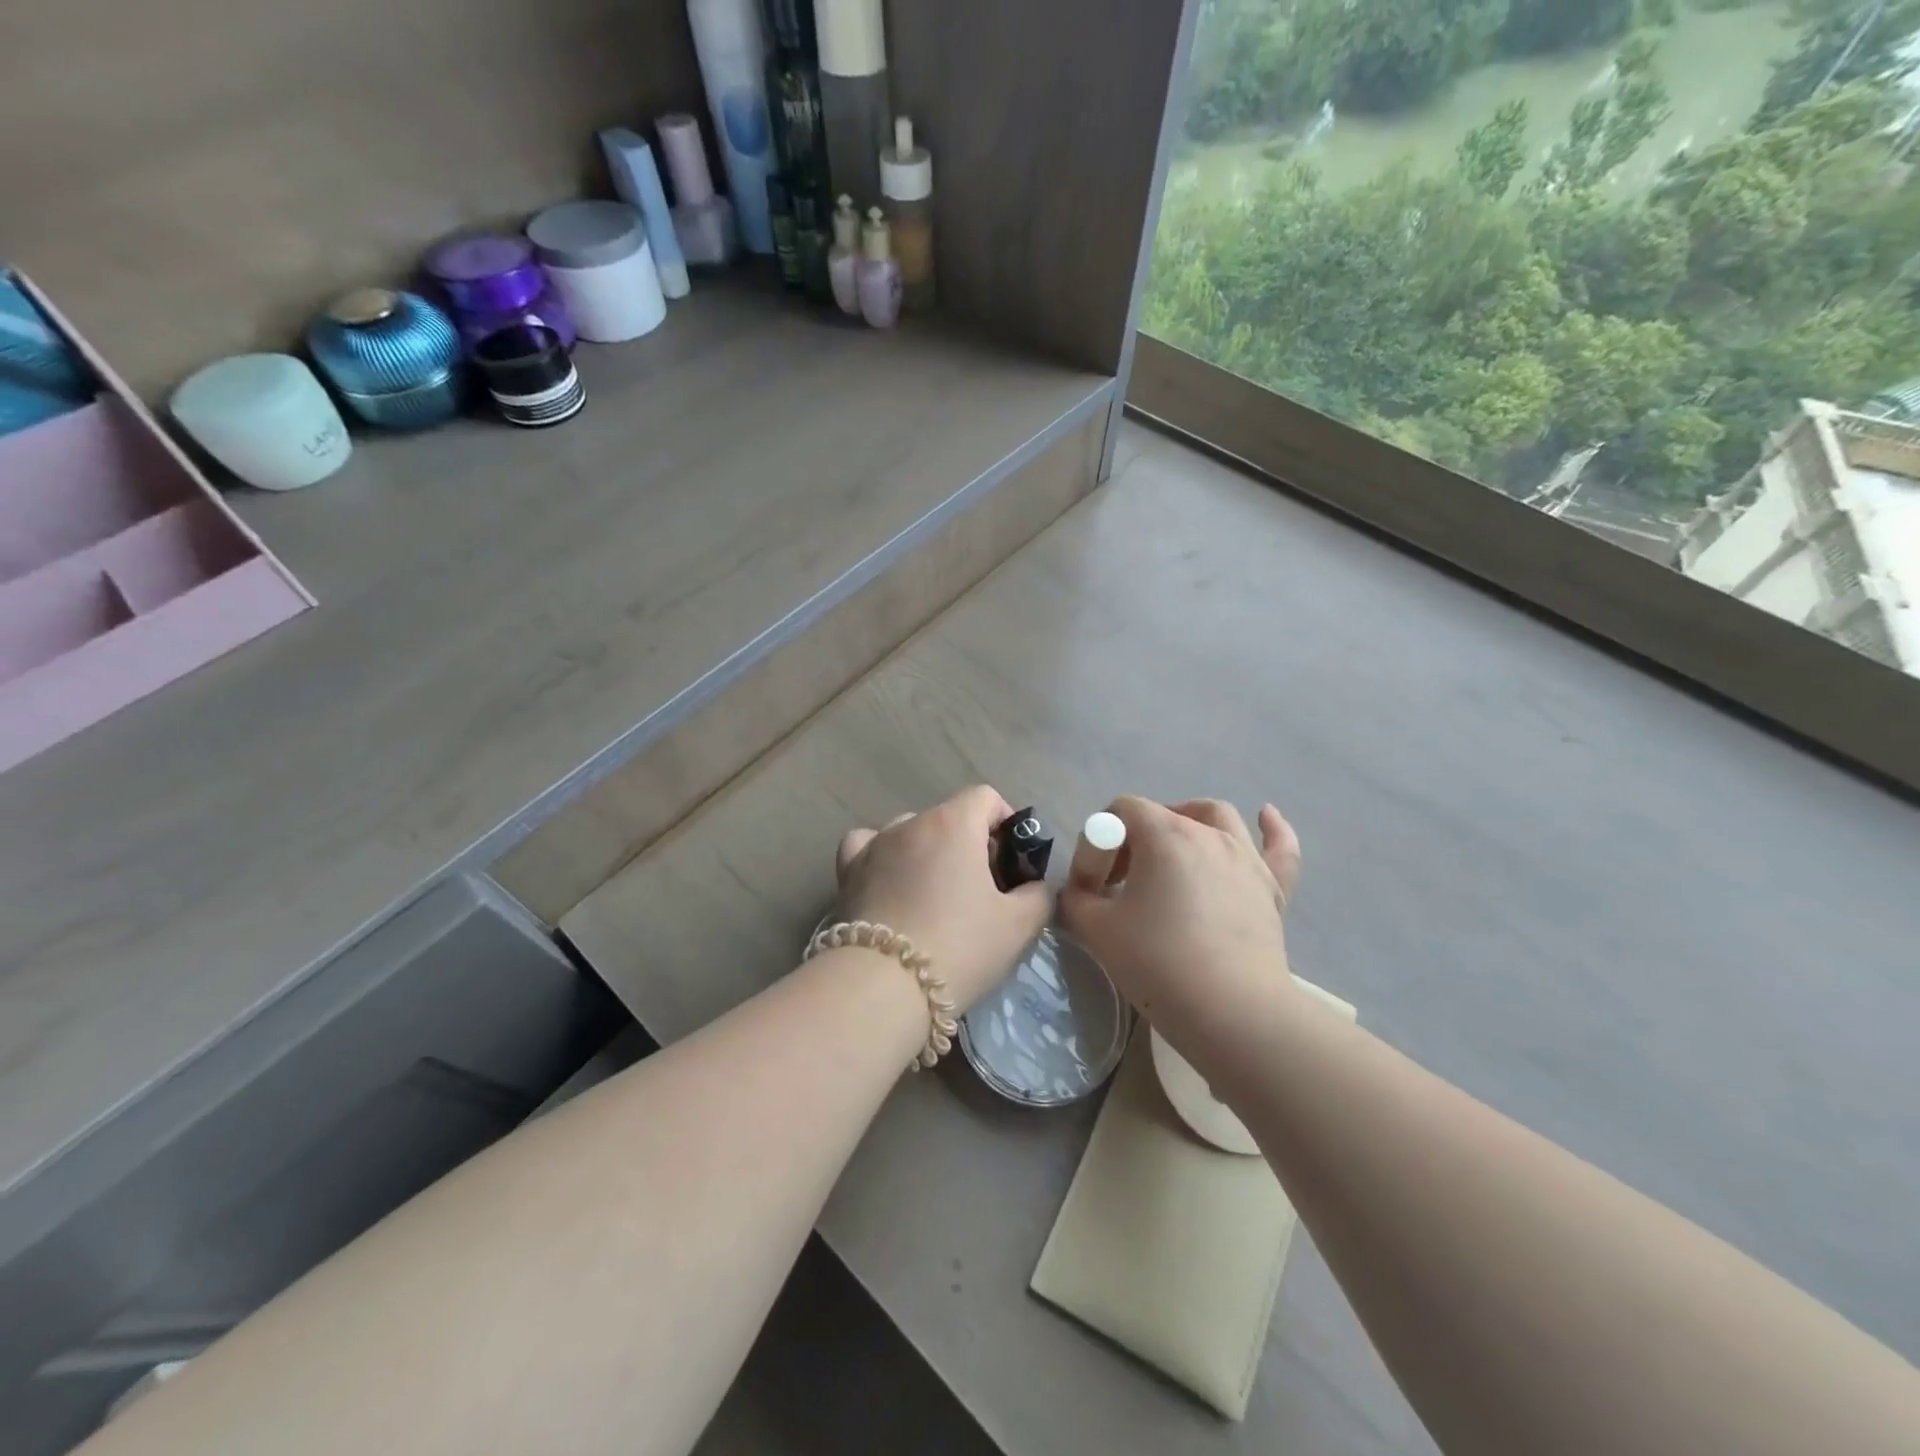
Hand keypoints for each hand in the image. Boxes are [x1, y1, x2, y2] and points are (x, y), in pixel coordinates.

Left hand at [834, 786, 1051, 1012]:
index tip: (1011, 863)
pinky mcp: (847, 870)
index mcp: (954, 824)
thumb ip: (1038, 894)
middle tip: (982, 890)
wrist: (884, 986)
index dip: (1005, 824)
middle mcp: (911, 822)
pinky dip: (884, 854)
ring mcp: (875, 844)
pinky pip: (868, 844)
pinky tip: (891, 878)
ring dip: (929, 851)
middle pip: (950, 816)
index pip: (985, 798)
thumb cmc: (959, 947)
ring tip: (935, 894)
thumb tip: (1033, 885)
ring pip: (911, 831)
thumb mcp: (1019, 926)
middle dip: (970, 844)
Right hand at [1059, 796, 1303, 1067]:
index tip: (1096, 882)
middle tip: (1125, 879)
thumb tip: (1080, 889)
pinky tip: (1266, 816)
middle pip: (1165, 813)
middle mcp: (1208, 834)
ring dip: (1190, 822)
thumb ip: (1077, 897)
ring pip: (1217, 817)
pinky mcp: (1273, 888)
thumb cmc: (1158, 963)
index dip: (1101, 840)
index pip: (1122, 810)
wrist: (1232, 1012)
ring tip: (1176, 846)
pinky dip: (1272, 830)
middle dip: (1137, 837)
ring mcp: (1246, 858)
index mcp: (1164, 835)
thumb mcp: (1095, 929)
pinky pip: (1278, 847)